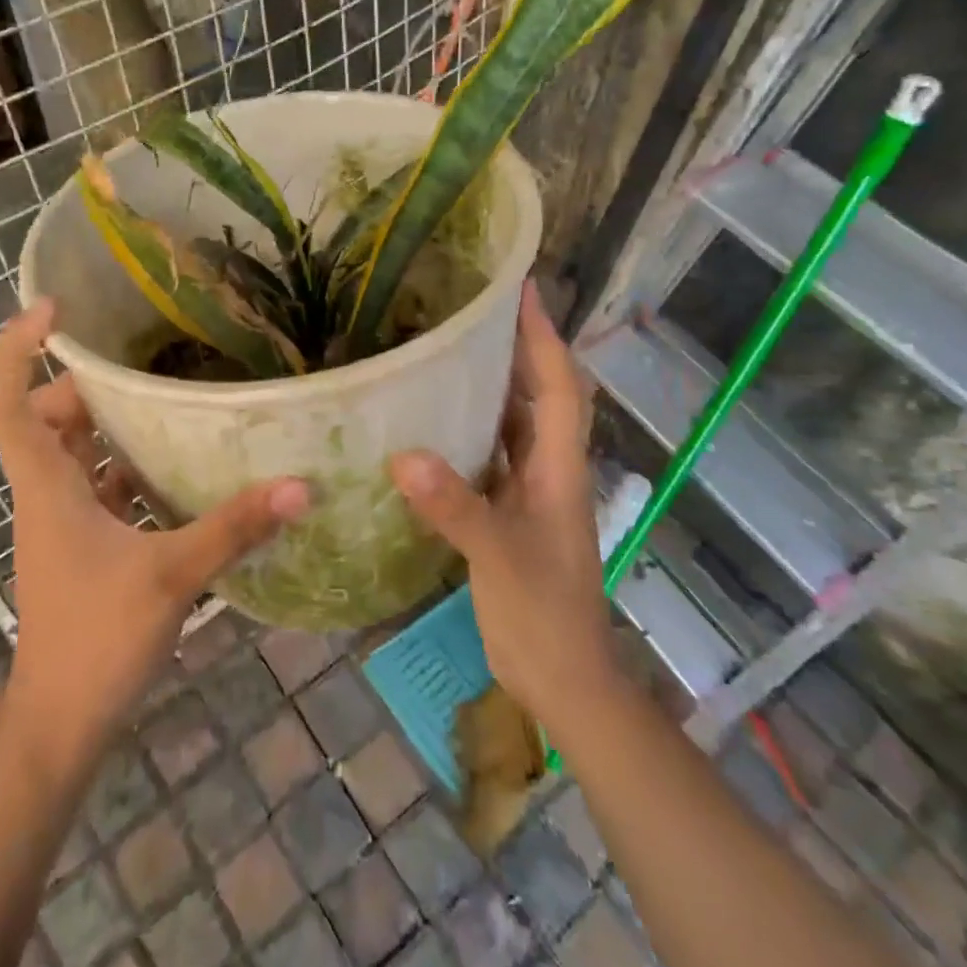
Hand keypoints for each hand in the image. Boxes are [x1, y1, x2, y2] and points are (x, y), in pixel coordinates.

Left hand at [0, 299, 309, 756]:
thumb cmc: (96, 640)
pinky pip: (99, 484)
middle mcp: (46, 492)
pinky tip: (176, 465)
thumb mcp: (171, 576)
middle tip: (139, 364)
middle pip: (46, 417)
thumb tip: (298, 487)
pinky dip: (128, 465)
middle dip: (85, 384)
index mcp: (47, 485)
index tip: (52, 310)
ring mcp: (62, 520)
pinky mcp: (82, 543)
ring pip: (75, 451)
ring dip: (110, 423)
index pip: (6, 402)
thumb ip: (234, 528)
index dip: (17, 350)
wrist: (60, 724)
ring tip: (166, 398)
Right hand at [390, 284, 623, 744]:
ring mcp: (528, 490)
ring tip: (449, 347)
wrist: (562, 679)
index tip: (522, 288)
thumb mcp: (500, 557)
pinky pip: (488, 454)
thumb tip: (403, 456)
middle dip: (516, 346)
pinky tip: (431, 420)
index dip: (543, 334)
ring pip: (513, 421)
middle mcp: (547, 468)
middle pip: (539, 393)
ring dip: (492, 383)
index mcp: (558, 467)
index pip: (559, 385)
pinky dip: (468, 429)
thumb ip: (456, 507)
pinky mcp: (506, 512)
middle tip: (473, 308)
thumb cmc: (544, 614)